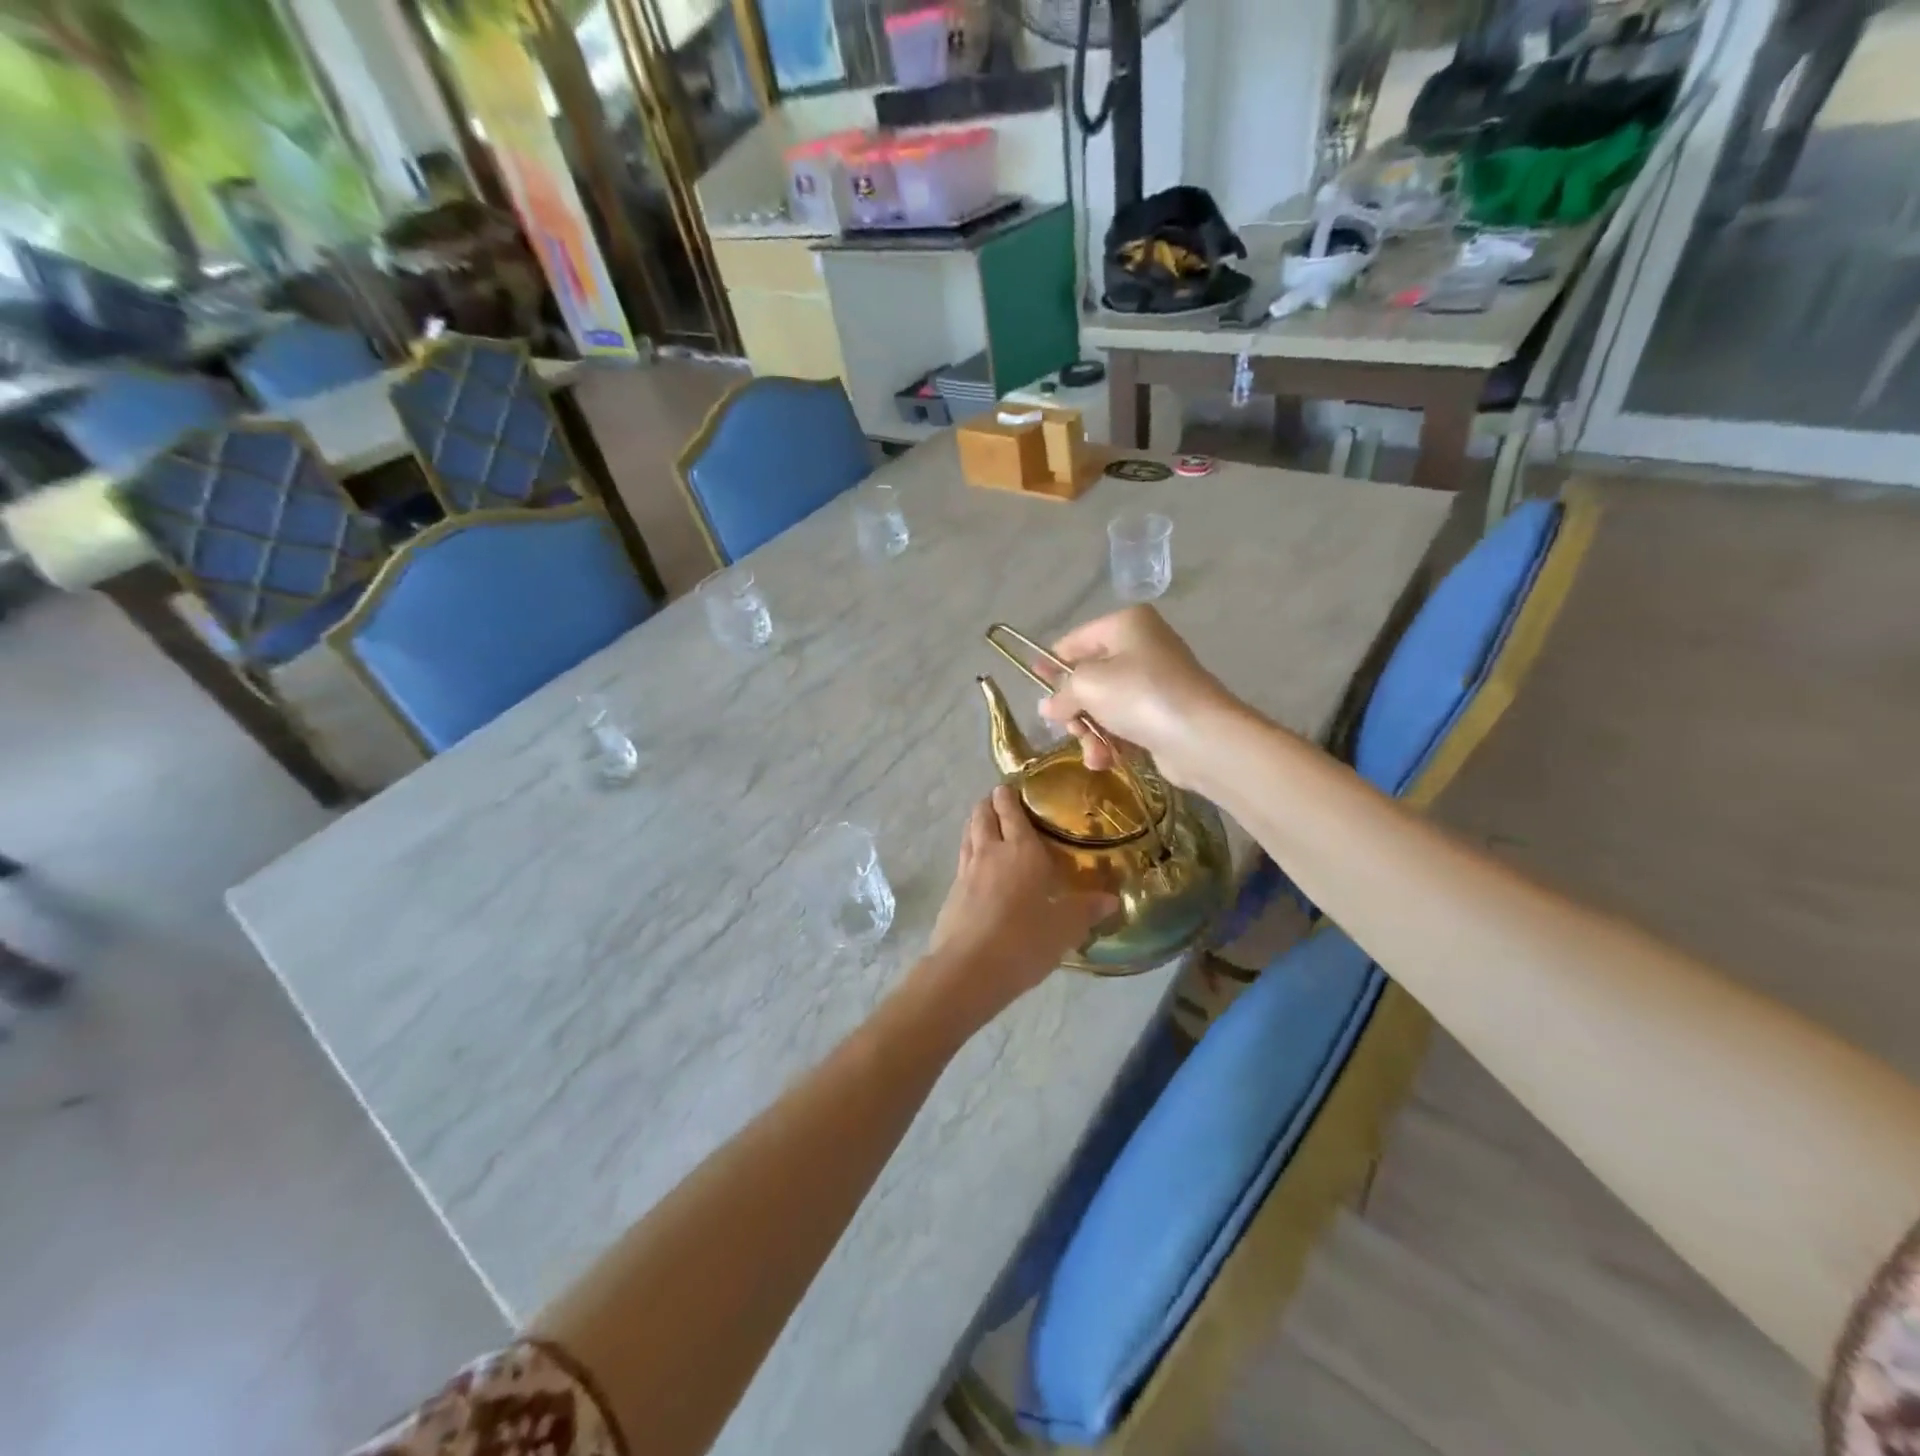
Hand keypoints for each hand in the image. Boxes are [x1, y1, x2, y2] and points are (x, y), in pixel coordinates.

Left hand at [921, 787, 1117, 1023]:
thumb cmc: (1024, 941)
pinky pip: (962, 859)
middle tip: (998, 799)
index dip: (1009, 796)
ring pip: (968, 834)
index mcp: (1021, 850)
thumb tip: (1112, 899)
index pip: (1012, 812)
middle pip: (983, 815)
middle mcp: (991, 852)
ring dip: (976, 823)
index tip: (1011, 786)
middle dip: (989, 803)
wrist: (969, 969)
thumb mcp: (1064, 928)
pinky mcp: (952, 892)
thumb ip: (1086, 910)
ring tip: (985, 823)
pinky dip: (969, 851)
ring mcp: (966, 871)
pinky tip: (977, 865)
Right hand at [1036, 606, 1239, 788]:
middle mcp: (1143, 646)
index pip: (1075, 641)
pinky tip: (1106, 761)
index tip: (1033, 683)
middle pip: (1089, 677)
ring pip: (1105, 707)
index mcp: (1126, 624)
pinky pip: (1125, 725)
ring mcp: (1156, 682)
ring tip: (1094, 752)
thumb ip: (1062, 692)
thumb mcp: (1087, 685)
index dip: (1051, 663)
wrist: (1201, 737)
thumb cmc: (1140, 695)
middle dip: (1075, 709)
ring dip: (1091, 733)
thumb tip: (1048, 707)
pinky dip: (1112, 743)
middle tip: (1070, 727)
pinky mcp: (1164, 715)